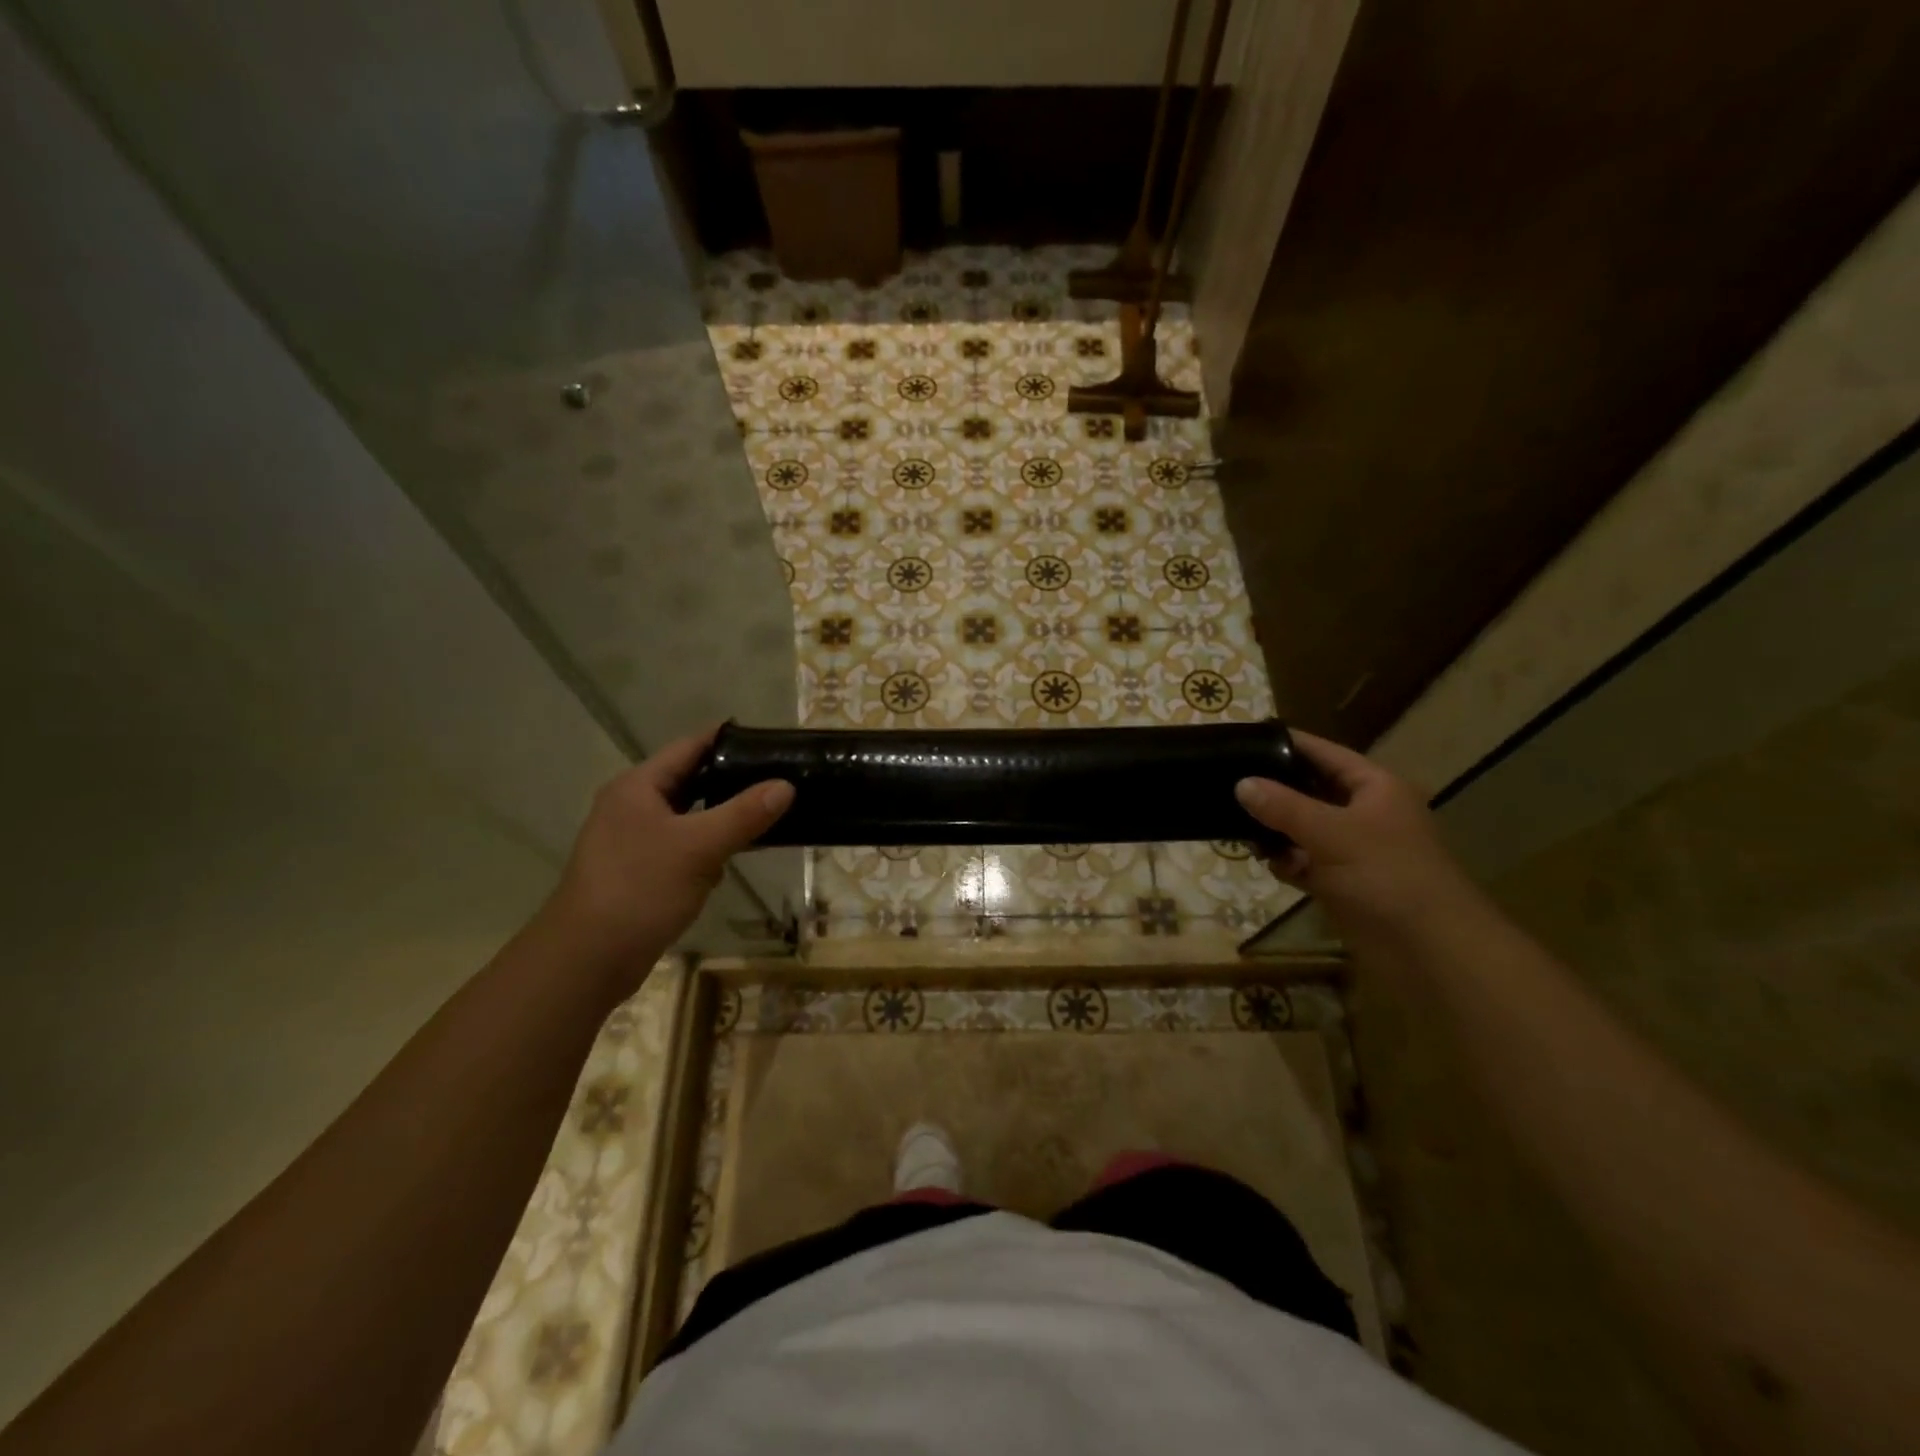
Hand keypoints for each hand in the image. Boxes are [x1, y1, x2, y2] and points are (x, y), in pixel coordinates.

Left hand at [548, 728, 793, 969]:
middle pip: (690, 781)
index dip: (728, 740)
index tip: (770, 741)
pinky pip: (683, 847)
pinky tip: (733, 859)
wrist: (587, 960)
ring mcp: (633, 841)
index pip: (689, 747)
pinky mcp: (640, 872)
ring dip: (721, 818)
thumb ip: (744, 814)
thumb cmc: (640, 889)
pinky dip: (707, 848)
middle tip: (779, 779)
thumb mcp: (699, 847)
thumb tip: (786, 785)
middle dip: (731, 781)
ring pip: (689, 817)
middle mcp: (632, 806)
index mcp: (638, 787)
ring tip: (767, 815)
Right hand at [1234, 731, 1479, 937]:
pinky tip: (1269, 865)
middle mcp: (1365, 813)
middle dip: (1273, 793)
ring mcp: (1354, 850)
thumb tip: (1242, 783)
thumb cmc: (1387, 876)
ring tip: (1241, 831)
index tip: (1245, 738)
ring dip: (1276, 832)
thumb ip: (1283, 807)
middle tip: (1227, 787)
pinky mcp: (1343, 883)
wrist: (1430, 951)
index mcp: (1374, 788)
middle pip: (1310, 791)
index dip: (1287, 744)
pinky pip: (1305, 862)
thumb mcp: (1331, 833)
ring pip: (1303, 829)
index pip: (1324, 754)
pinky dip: (1287, 862)